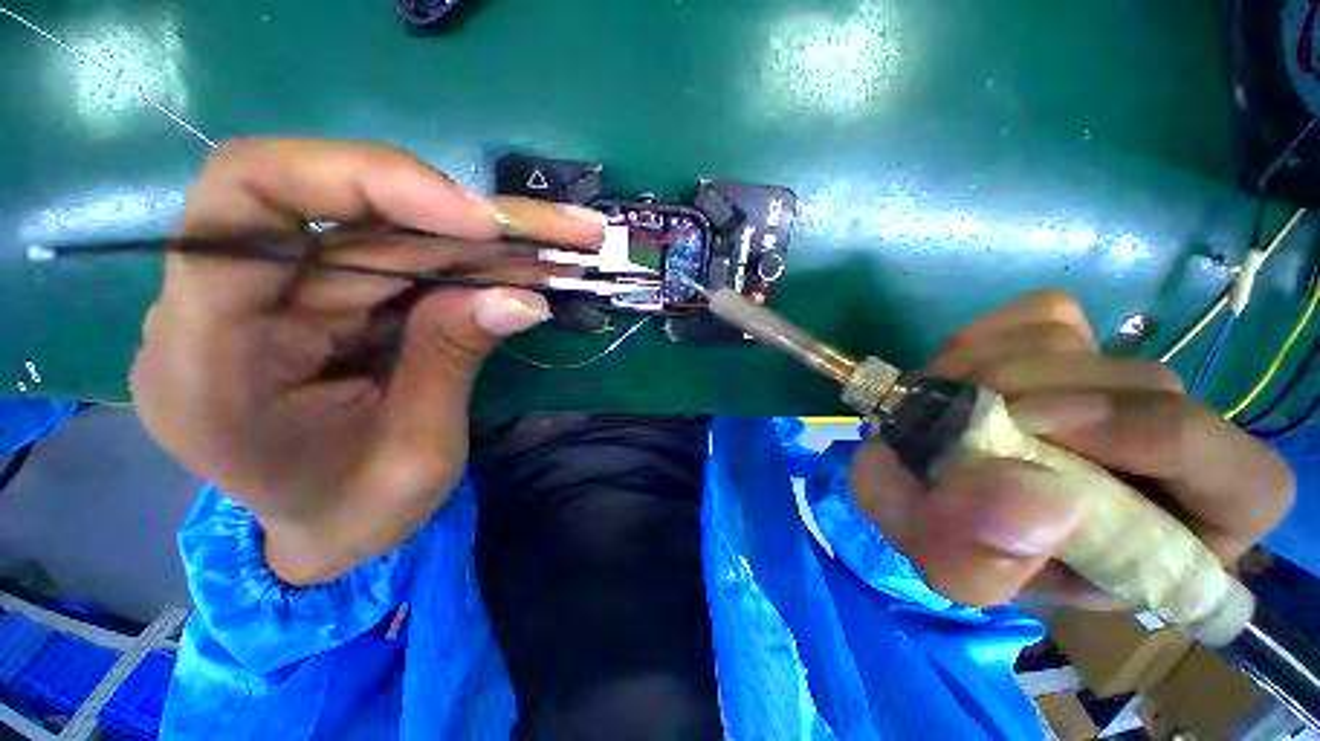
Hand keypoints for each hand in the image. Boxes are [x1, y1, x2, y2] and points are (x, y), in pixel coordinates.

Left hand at [132, 139, 603, 583]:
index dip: (365, 184)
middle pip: (349, 209)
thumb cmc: (356, 514)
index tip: (476, 221)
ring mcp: (289, 294)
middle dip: (471, 216)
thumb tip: (523, 297)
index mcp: (212, 359)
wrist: (330, 530)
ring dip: (491, 237)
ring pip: (395, 229)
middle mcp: (235, 303)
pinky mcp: (335, 295)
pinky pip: (409, 258)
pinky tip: (534, 262)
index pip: (248, 206)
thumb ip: (453, 359)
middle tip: (565, 231)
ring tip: (570, 240)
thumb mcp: (416, 452)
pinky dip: (479, 260)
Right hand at [849, 291, 1294, 607]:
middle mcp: (1169, 447)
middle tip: (957, 420)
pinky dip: (981, 341)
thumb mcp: (959, 571)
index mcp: (1176, 533)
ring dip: (987, 370)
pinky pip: (1039, 315)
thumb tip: (1042, 498)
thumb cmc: (957, 542)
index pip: (1242, 479)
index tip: (1036, 429)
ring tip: (942, 410)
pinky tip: (953, 378)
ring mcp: (1118, 380)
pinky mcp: (1071, 340)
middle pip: (1146, 386)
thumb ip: (986, 561)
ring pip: (1081, 344)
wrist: (924, 488)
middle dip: (1036, 398)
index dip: (1153, 439)